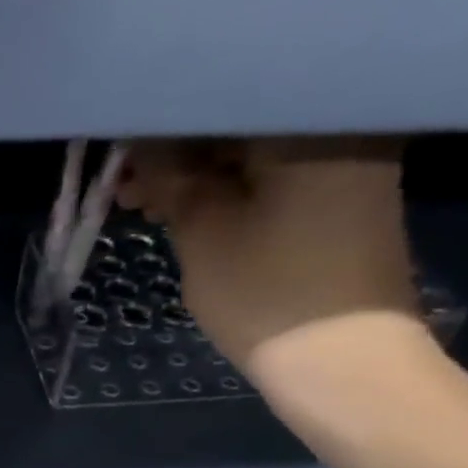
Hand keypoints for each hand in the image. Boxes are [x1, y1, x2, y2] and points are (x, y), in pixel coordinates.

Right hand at [115, 137, 426, 389]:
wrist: (347, 367)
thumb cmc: (270, 294)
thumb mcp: (204, 233)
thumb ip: (169, 178)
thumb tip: (140, 145)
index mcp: (308, 118)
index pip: (218, 99)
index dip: (160, 126)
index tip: (118, 153)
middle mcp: (340, 123)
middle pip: (239, 124)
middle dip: (177, 154)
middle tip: (124, 186)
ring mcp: (348, 162)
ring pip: (253, 155)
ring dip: (199, 177)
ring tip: (147, 205)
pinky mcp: (343, 199)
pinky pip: (274, 179)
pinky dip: (232, 193)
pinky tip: (191, 212)